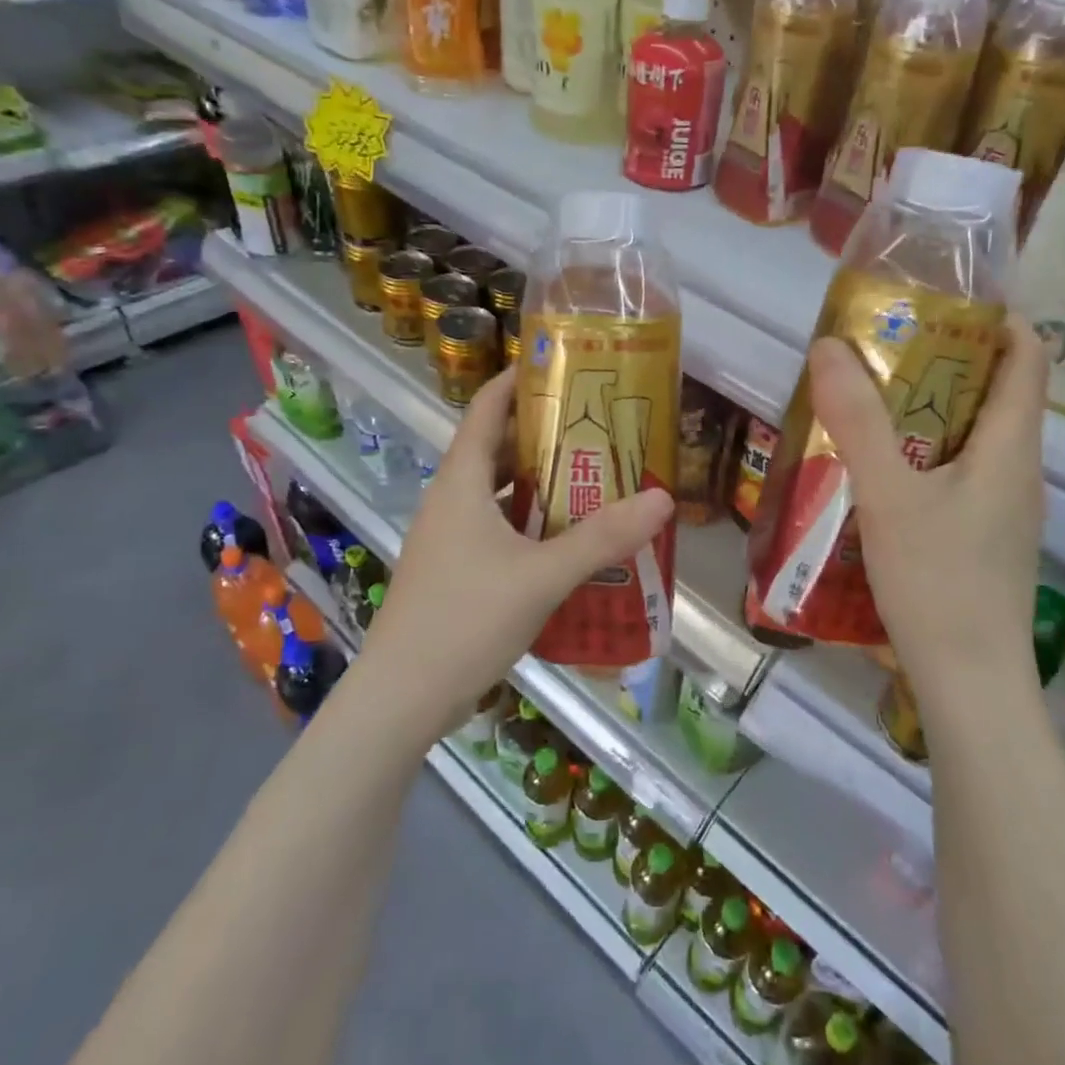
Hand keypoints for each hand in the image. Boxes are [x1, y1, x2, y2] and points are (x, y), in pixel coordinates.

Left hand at [364, 366, 673, 731]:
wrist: (401, 698)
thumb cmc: (465, 620)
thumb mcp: (541, 576)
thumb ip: (602, 539)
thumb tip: (662, 499)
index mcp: (461, 483)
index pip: (485, 409)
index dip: (517, 380)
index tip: (561, 366)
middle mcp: (451, 500)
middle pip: (497, 448)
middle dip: (544, 433)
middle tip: (599, 428)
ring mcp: (450, 538)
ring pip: (499, 492)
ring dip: (540, 482)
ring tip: (593, 477)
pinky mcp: (456, 570)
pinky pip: (498, 527)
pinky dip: (531, 522)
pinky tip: (567, 539)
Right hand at [808, 314, 1049, 699]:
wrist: (969, 683)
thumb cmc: (938, 581)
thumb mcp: (888, 495)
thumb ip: (857, 421)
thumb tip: (829, 345)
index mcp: (1011, 446)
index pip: (1028, 356)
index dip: (997, 317)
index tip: (941, 302)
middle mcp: (1019, 470)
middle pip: (996, 393)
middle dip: (945, 362)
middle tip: (883, 349)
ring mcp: (1004, 509)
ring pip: (973, 437)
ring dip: (929, 411)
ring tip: (870, 403)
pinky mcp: (984, 539)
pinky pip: (960, 475)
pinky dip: (924, 455)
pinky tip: (879, 473)